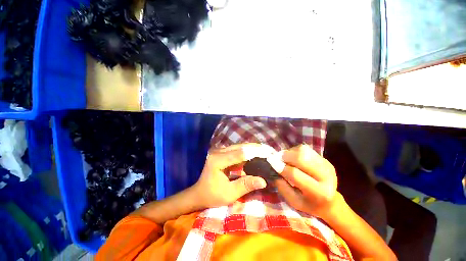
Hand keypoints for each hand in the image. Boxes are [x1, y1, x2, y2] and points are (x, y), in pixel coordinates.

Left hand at [193, 143, 275, 207]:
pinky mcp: (223, 153)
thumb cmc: (212, 195)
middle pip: (240, 147)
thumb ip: (245, 185)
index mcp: (217, 160)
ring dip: (253, 149)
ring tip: (266, 151)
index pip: (239, 153)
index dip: (255, 152)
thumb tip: (263, 181)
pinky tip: (257, 154)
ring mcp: (220, 151)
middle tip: (270, 150)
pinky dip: (248, 152)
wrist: (200, 193)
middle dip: (256, 148)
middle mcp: (218, 152)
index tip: (269, 153)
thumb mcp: (229, 194)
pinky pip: (237, 150)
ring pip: (240, 147)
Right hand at [274, 144, 338, 218]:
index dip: (281, 167)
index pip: (295, 174)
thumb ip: (283, 187)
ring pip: (303, 151)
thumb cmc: (309, 204)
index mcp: (319, 192)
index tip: (272, 163)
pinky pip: (306, 149)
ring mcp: (327, 165)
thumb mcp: (293, 202)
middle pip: (301, 158)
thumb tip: (275, 169)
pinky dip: (296, 151)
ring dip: (290, 153)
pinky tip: (294, 158)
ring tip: (287, 159)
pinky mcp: (325, 159)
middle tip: (278, 159)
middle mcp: (326, 176)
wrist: (330, 201)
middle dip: (286, 156)